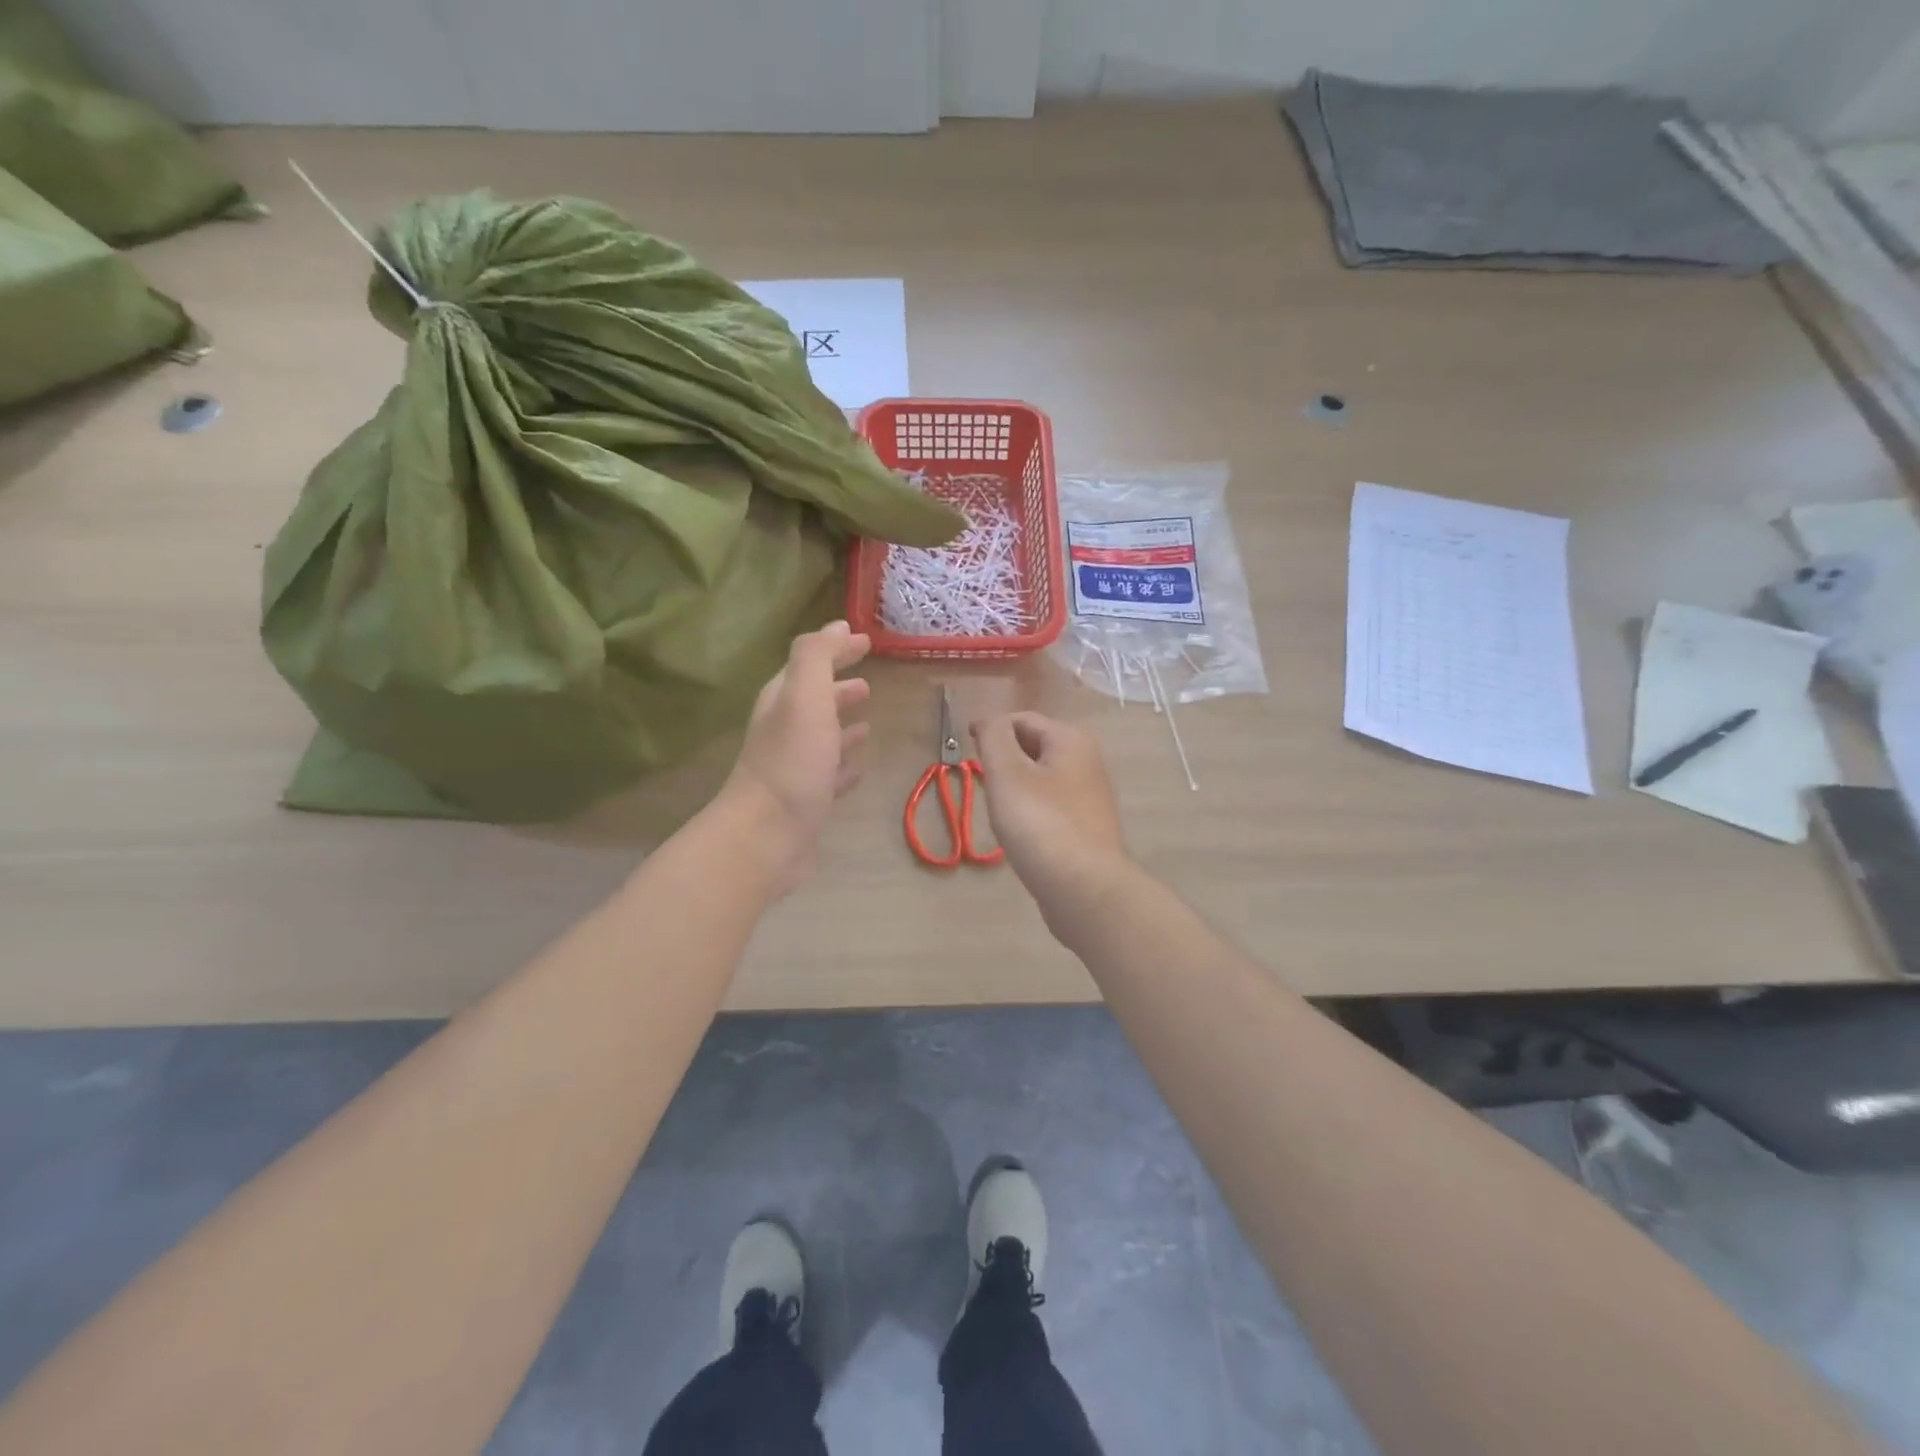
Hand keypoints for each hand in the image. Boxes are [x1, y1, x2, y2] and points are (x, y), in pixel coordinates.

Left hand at [720, 621, 871, 891]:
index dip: (836, 650)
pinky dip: (844, 766)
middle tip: (868, 681)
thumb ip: (817, 657)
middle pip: (813, 700)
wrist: (766, 836)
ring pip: (822, 737)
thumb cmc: (791, 762)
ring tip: (868, 719)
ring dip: (842, 725)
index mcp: (783, 701)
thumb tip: (836, 626)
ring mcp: (794, 767)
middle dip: (838, 687)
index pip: (810, 664)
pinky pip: (829, 774)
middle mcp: (784, 730)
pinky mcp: (805, 800)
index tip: (866, 640)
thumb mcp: (805, 696)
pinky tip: (859, 769)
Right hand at [970, 713, 1131, 920]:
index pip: (1021, 719)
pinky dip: (1030, 812)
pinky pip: (1050, 807)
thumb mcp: (1007, 773)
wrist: (1086, 890)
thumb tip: (991, 722)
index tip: (966, 752)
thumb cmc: (1041, 825)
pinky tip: (1020, 835)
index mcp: (1071, 739)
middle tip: (982, 784)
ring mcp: (1089, 797)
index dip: (990, 730)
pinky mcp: (1086, 828)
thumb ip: (994, 737)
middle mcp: (1087, 761)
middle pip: (1033, 747)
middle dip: (1003, 760)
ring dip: (1015, 788)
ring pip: (1040, 779)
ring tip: (998, 811)